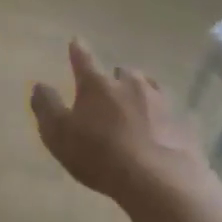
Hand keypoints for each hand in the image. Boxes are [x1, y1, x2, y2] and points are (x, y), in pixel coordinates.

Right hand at [30, 40, 219, 213]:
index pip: (83, 59)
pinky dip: (161, 118)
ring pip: (148, 88)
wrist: (159, 181)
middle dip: (114, 79)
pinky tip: (159, 132)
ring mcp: (161, 102)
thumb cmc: (99, 154)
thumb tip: (39, 85)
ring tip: (135, 109)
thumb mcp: (58, 134)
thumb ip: (46, 107)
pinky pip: (169, 114)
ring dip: (140, 94)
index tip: (76, 40)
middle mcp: (130, 84)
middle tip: (108, 93)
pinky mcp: (182, 123)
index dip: (78, 50)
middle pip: (122, 72)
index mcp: (97, 84)